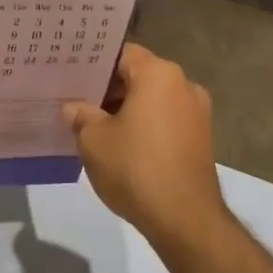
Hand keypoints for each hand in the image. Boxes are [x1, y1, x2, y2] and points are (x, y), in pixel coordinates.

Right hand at [63, 43, 228, 249]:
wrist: (185, 219)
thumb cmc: (136, 168)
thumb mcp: (94, 141)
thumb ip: (81, 116)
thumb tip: (73, 108)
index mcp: (158, 74)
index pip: (121, 53)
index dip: (95, 62)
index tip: (72, 73)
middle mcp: (183, 84)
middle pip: (139, 74)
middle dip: (109, 87)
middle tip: (77, 98)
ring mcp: (196, 112)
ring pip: (153, 98)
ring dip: (127, 108)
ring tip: (95, 124)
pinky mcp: (201, 138)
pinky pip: (165, 119)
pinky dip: (145, 125)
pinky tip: (121, 144)